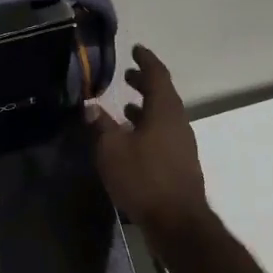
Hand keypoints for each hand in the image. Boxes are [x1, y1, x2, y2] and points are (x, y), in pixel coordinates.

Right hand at [85, 46, 212, 239]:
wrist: (177, 222)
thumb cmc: (143, 178)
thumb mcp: (112, 149)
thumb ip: (100, 125)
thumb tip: (90, 106)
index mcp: (164, 110)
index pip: (157, 75)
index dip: (146, 61)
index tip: (136, 49)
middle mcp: (178, 122)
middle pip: (162, 95)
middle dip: (144, 83)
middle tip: (127, 76)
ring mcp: (182, 144)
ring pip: (163, 116)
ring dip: (145, 108)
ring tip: (125, 107)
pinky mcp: (180, 164)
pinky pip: (164, 134)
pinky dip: (148, 128)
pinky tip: (132, 140)